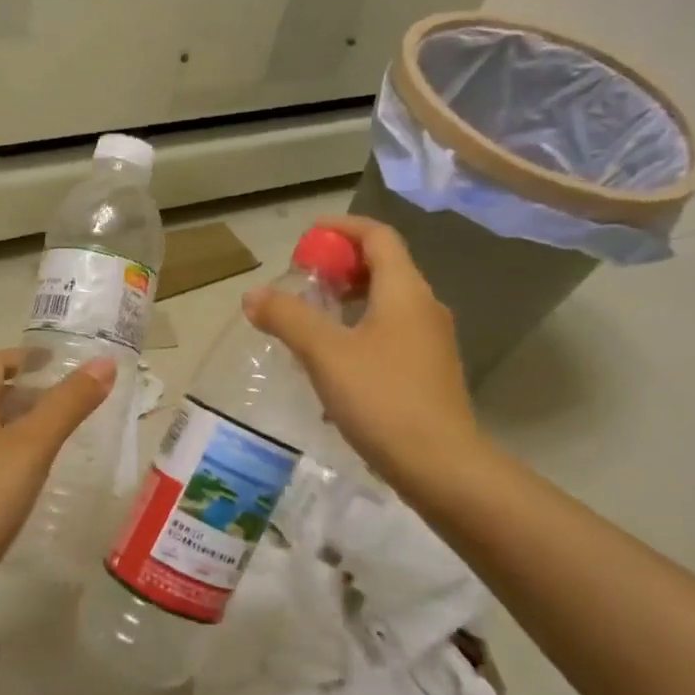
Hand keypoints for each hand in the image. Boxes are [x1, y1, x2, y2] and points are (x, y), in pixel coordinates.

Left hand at [0, 349, 117, 590]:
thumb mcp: (32, 446)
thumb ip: (68, 404)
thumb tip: (104, 363)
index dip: (21, 357)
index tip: (53, 360)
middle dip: (25, 394)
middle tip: (66, 403)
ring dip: (18, 428)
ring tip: (55, 440)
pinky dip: (9, 459)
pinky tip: (29, 482)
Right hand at [242, 215, 486, 501]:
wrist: (441, 466)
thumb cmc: (382, 399)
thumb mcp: (326, 354)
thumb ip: (288, 318)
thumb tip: (253, 295)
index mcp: (405, 291)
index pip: (377, 236)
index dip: (342, 228)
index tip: (307, 236)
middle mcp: (425, 308)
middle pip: (384, 268)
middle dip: (341, 267)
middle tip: (303, 283)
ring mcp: (431, 343)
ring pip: (387, 305)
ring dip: (349, 303)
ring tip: (311, 323)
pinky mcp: (429, 373)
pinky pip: (391, 335)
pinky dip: (361, 333)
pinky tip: (334, 367)